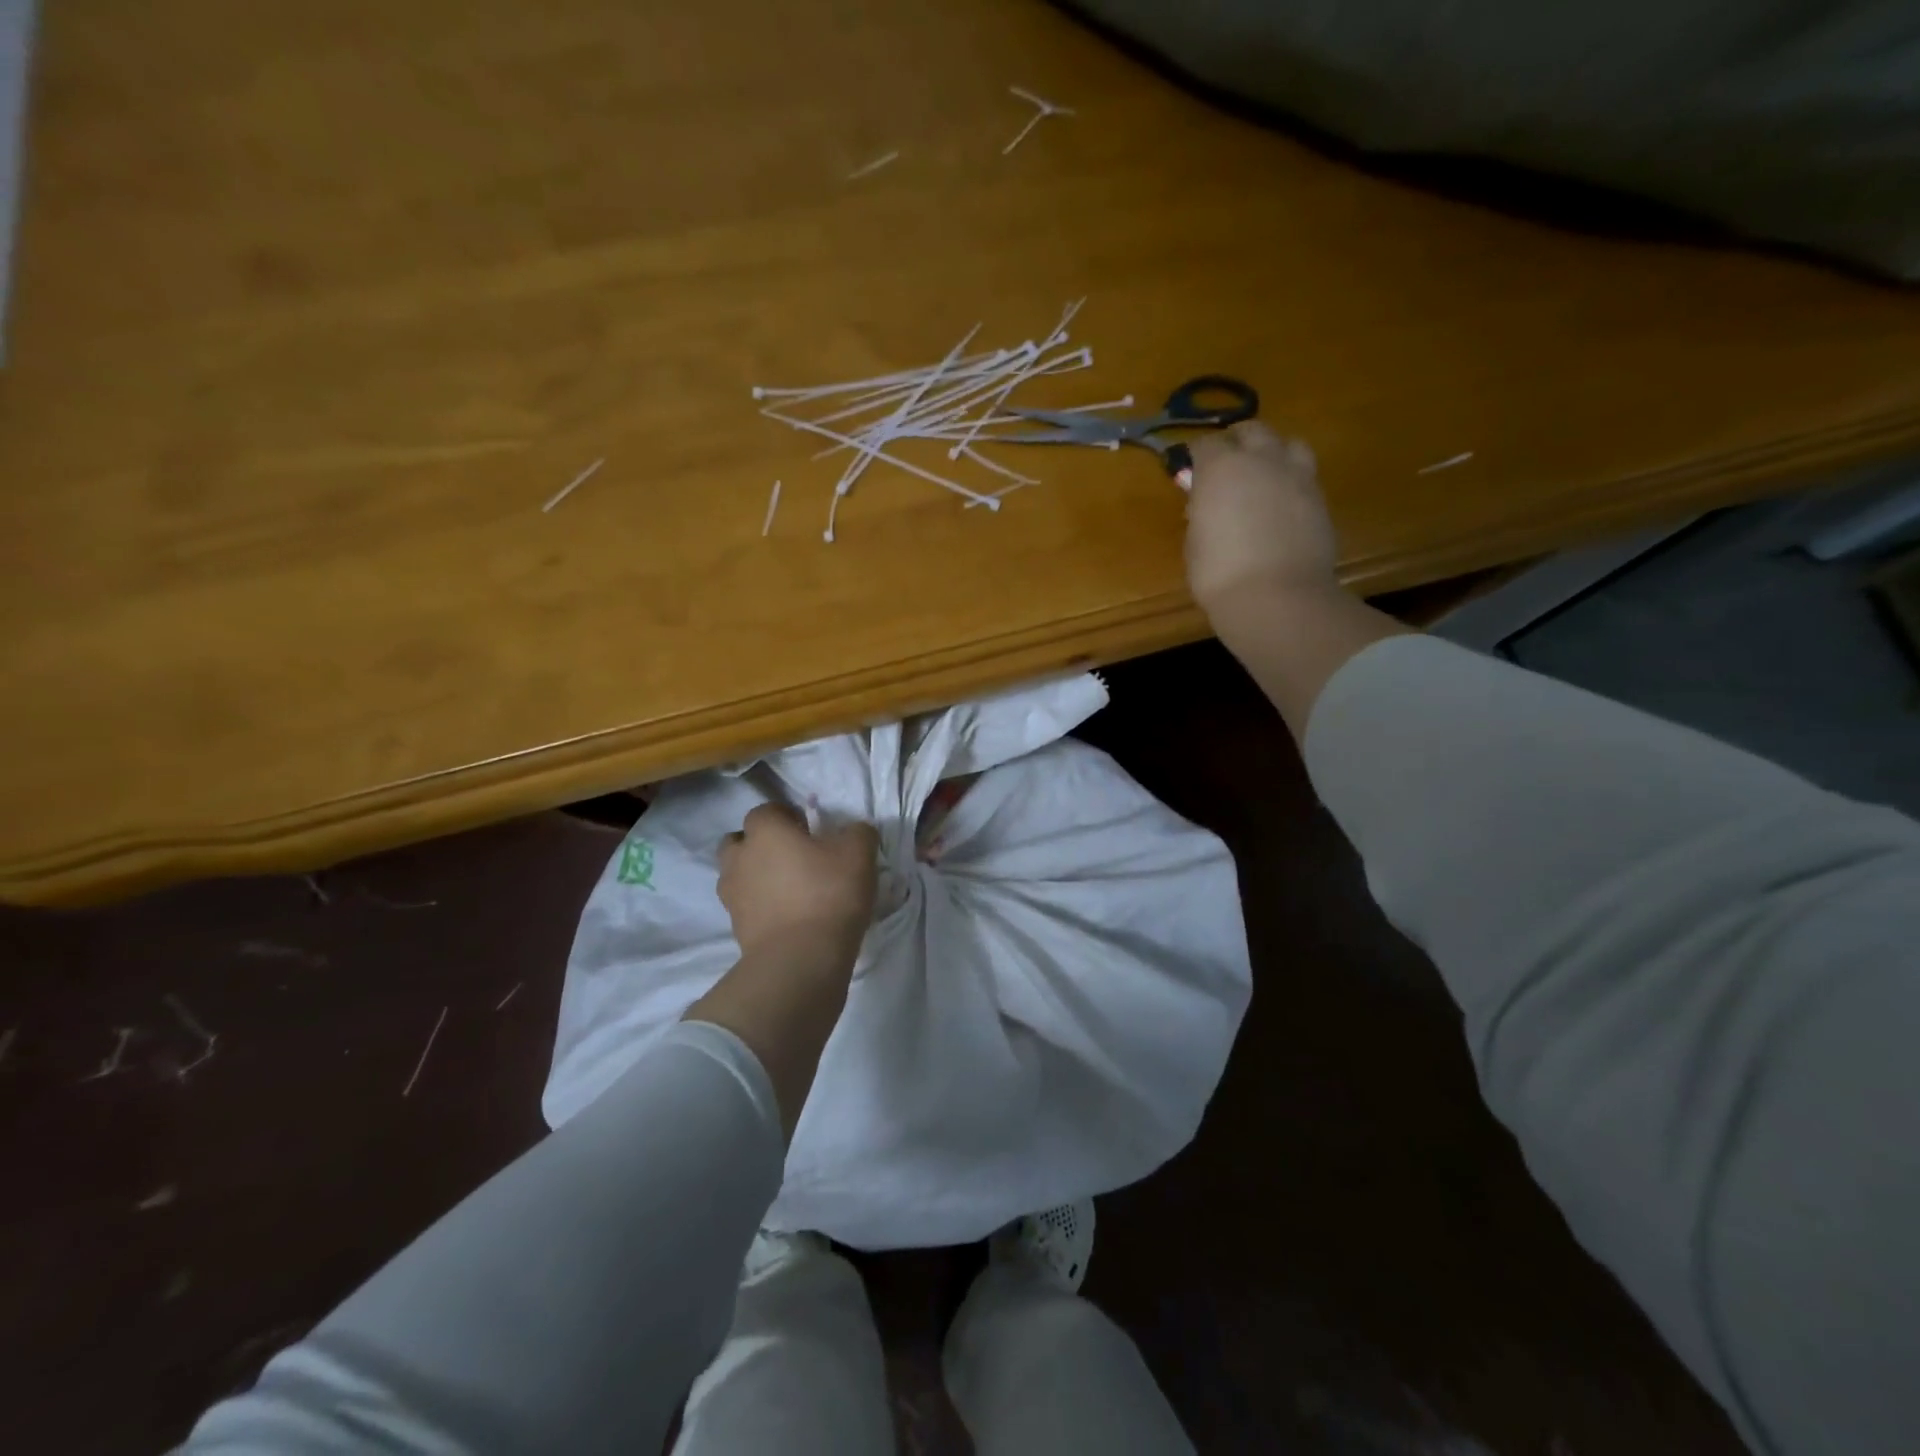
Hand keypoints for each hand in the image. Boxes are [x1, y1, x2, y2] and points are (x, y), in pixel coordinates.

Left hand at [718, 804, 878, 962]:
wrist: (800, 958)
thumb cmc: (828, 893)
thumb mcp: (859, 853)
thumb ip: (857, 832)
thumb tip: (853, 832)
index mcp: (764, 831)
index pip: (766, 810)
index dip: (787, 815)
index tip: (810, 830)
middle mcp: (740, 857)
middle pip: (740, 841)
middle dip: (760, 844)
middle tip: (793, 856)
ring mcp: (732, 895)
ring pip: (738, 874)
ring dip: (756, 875)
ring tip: (788, 888)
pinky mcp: (736, 927)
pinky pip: (746, 906)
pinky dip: (760, 905)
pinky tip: (788, 914)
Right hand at [1184, 421, 1340, 618]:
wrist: (1276, 598)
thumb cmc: (1219, 574)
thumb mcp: (1195, 542)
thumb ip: (1201, 513)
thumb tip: (1205, 504)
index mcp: (1221, 468)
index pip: (1205, 444)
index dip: (1196, 456)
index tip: (1190, 471)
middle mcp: (1261, 460)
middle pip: (1251, 431)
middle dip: (1237, 441)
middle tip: (1227, 464)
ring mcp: (1297, 476)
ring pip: (1288, 444)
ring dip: (1273, 452)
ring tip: (1263, 475)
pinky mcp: (1320, 498)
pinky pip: (1304, 475)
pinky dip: (1291, 481)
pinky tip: (1282, 503)